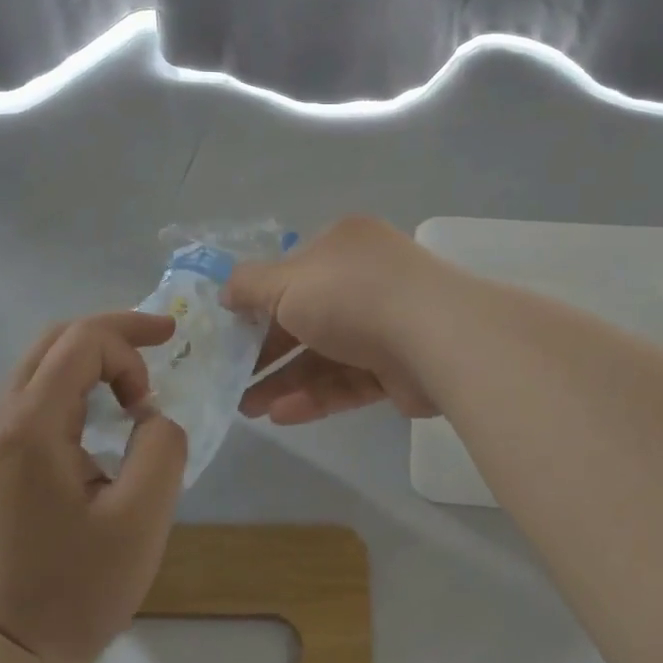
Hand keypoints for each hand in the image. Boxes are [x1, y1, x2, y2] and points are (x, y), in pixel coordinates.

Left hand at [0, 313, 187, 662]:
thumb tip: (148, 417)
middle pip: (55, 340)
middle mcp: (0, 419)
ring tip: (134, 382)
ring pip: (40, 365)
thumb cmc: (72, 589)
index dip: (131, 344)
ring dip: (92, 358)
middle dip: (113, 333)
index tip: (153, 398)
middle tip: (160, 342)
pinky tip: (98, 415)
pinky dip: (73, 386)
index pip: (82, 341)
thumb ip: (161, 447)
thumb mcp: (141, 518)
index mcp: (32, 424)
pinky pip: (31, 397)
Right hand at [222, 216, 446, 423]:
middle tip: (231, 379)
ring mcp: (386, 325)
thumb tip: (225, 294)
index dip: (258, 301)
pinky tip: (282, 416)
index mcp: (343, 246)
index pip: (292, 272)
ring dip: (285, 380)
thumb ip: (249, 287)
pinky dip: (316, 396)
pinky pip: (349, 381)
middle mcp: (366, 280)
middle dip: (266, 351)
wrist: (437, 338)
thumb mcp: (286, 283)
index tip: (230, 331)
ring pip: (326, 355)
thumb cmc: (352, 296)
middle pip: (306, 318)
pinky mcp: (399, 369)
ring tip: (246, 409)